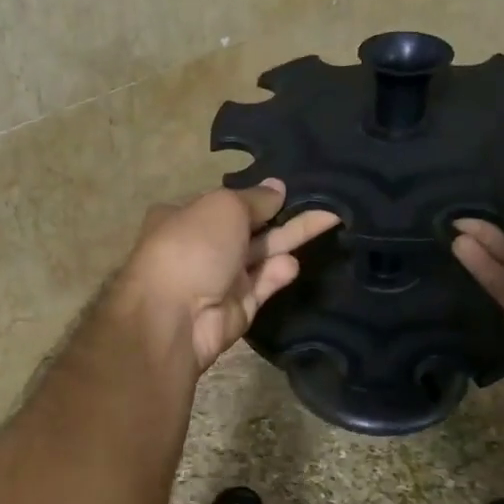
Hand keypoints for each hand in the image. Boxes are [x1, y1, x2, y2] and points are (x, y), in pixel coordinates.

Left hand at [116, 181, 339, 373]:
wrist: (175, 317)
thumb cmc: (192, 248)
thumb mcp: (224, 207)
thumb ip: (255, 198)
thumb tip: (277, 187)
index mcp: (184, 217)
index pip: (225, 202)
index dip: (255, 195)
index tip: (289, 185)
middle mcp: (201, 246)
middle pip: (249, 227)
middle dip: (282, 214)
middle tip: (323, 199)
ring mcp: (220, 278)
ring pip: (262, 254)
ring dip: (290, 238)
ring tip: (328, 218)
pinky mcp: (238, 306)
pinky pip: (263, 284)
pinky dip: (278, 273)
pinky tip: (293, 263)